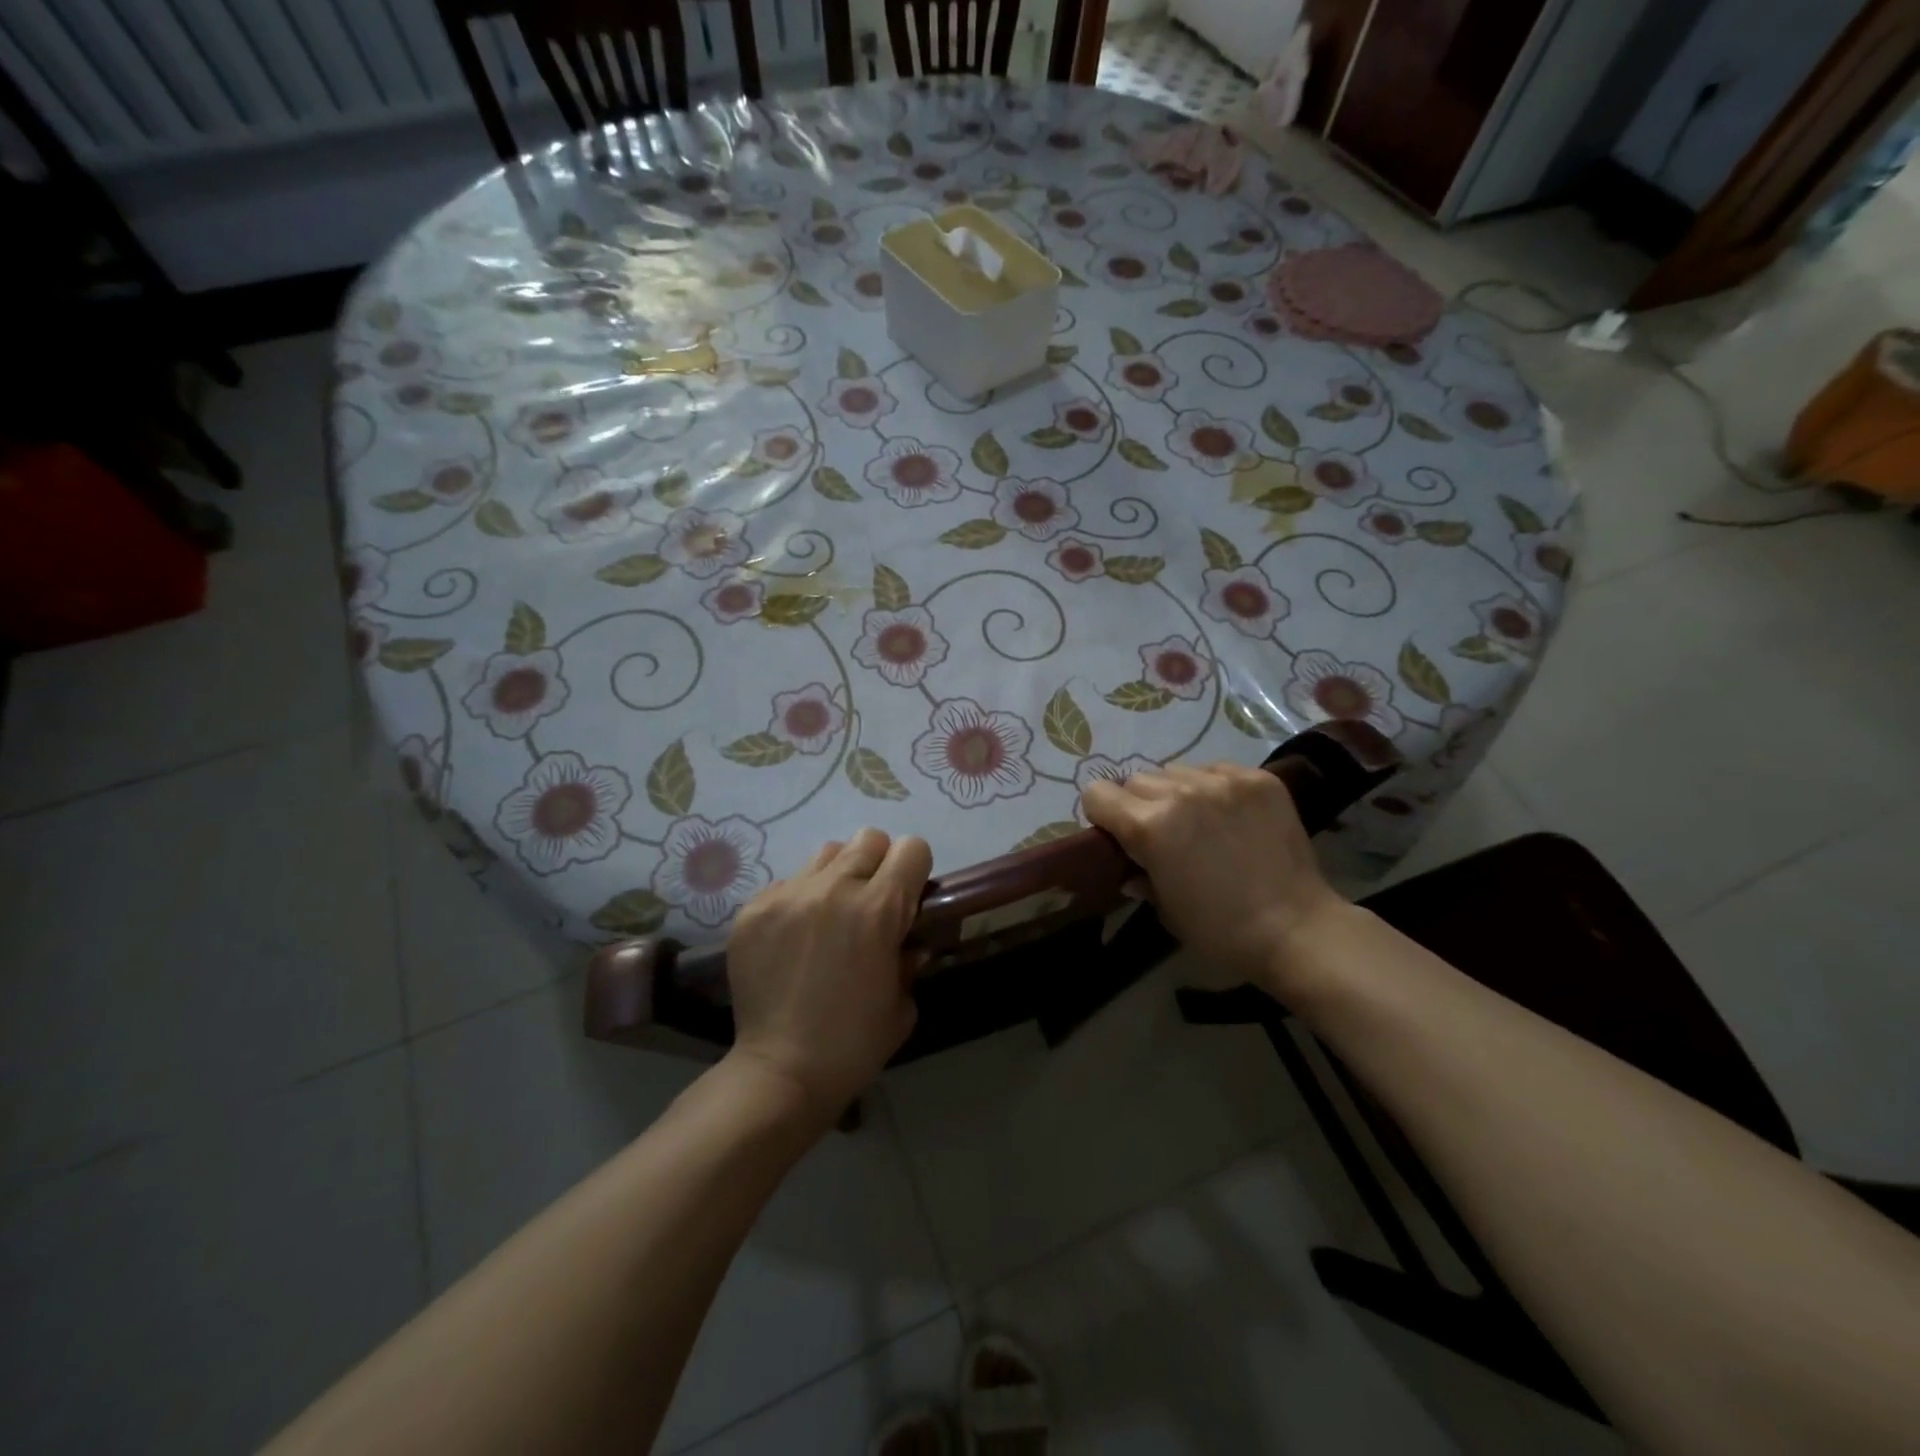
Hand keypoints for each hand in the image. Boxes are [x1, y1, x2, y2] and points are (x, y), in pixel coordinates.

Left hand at [724, 828, 931, 1121]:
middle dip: (878, 865)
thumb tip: (908, 940)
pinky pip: (788, 882)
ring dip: (838, 876)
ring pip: (826, 854)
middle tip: (871, 904)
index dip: (915, 870)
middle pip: (869, 839)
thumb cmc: (854, 1044)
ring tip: (830, 916)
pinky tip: (795, 939)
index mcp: (878, 910)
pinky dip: (800, 900)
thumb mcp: (903, 1002)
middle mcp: (833, 889)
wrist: (781, 1072)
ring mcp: (788, 895)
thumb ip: (910, 957)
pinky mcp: (753, 909)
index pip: (911, 848)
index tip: (909, 898)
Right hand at [1081, 763, 1345, 989]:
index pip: (1097, 793)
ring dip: (1177, 792)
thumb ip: (1140, 874)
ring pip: (1176, 770)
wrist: (1297, 929)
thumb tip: (1130, 864)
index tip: (1118, 835)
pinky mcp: (1258, 779)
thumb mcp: (1165, 908)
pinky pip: (1217, 769)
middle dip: (1139, 804)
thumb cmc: (1220, 931)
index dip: (1102, 815)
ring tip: (1200, 821)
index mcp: (1149, 826)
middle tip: (1162, 833)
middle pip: (1136, 780)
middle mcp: (1181, 792)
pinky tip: (1231, 816)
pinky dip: (1214, 788)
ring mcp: (1223, 781)